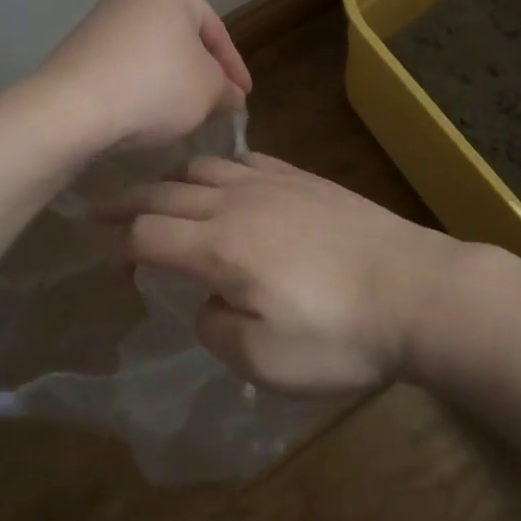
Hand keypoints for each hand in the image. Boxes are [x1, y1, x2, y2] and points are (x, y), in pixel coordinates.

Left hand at [36, 0, 252, 152]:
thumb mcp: (209, 90)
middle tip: (215, 103)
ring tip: (182, 112)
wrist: (72, 107)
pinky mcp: (79, 45)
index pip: (216, 30)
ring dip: (170, 79)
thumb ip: (227, 88)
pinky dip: (140, 84)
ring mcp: (102, 18)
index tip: (244, 97)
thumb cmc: (155, 87)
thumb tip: (230, 94)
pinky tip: (144, 111)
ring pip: (152, 51)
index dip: (235, 67)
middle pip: (182, 37)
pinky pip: (123, 64)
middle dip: (201, 71)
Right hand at [100, 153, 479, 396]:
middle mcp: (237, 202)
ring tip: (162, 196)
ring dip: (172, 181)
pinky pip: (248, 160)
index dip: (121, 247)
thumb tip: (207, 302)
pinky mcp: (304, 179)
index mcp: (219, 246)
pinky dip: (221, 168)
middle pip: (166, 192)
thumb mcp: (264, 361)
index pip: (148, 233)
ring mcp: (273, 183)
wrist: (417, 289)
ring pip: (204, 167)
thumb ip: (216, 328)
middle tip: (102, 212)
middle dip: (128, 203)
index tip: (114, 266)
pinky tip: (227, 181)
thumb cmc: (340, 334)